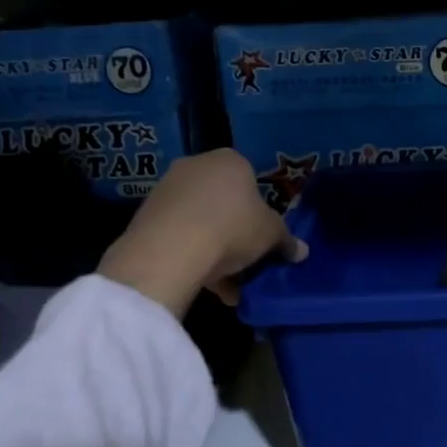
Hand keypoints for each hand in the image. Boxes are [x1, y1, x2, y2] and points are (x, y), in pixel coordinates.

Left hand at [99, 150, 305, 314]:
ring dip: (213, 250)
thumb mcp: (271, 236)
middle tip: (246, 262)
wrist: (172, 249)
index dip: (260, 212)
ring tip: (226, 286)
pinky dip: (191, 256)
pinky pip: (178, 235)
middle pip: (223, 201)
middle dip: (235, 233)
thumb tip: (301, 251)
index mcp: (231, 160)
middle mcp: (197, 165)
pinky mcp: (146, 214)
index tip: (263, 239)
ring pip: (200, 221)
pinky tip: (203, 285)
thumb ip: (286, 241)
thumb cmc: (232, 228)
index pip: (251, 181)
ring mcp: (167, 188)